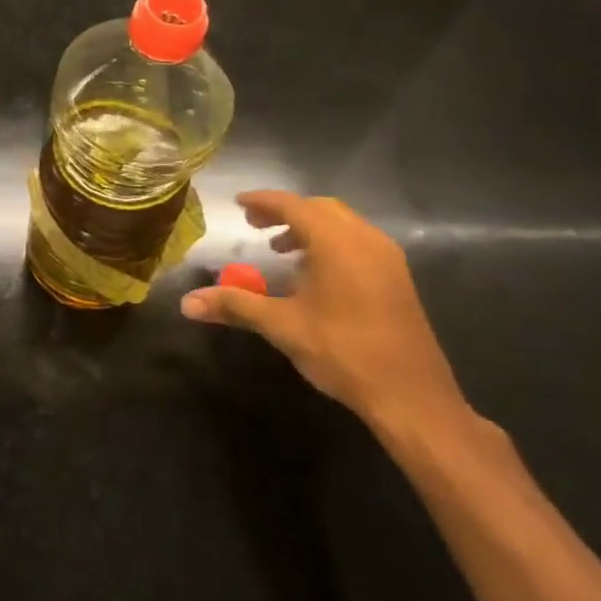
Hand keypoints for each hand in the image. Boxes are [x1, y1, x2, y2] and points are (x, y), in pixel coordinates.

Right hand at [180, 190, 467, 433]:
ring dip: (308, 227)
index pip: (293, 205)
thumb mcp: (282, 326)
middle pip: (320, 208)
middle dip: (285, 211)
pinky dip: (330, 243)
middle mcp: (366, 241)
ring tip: (280, 248)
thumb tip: (187, 303)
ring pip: (342, 224)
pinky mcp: (398, 280)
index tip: (237, 204)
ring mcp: (388, 260)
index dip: (262, 201)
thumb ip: (235, 305)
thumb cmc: (344, 352)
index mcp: (338, 243)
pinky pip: (358, 243)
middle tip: (254, 224)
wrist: (413, 399)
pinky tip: (313, 274)